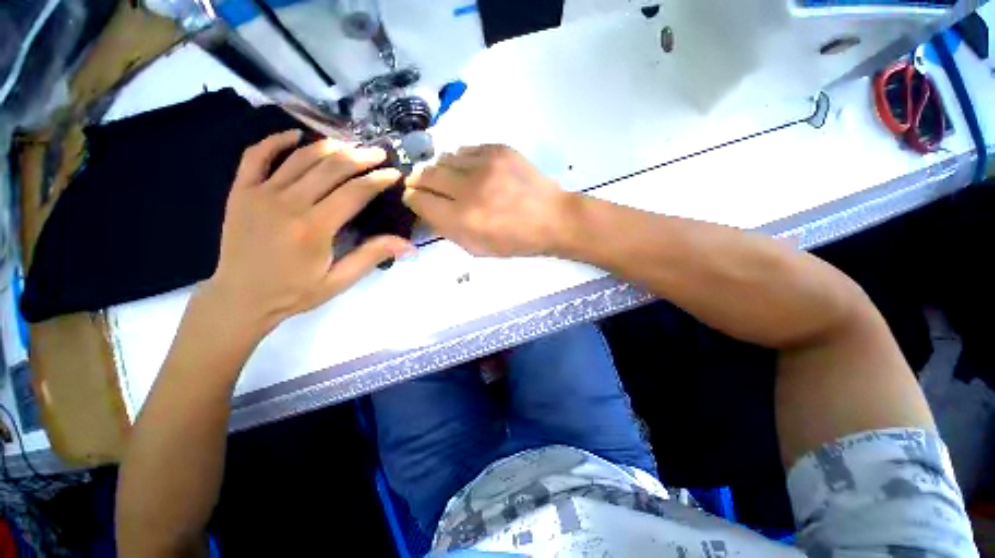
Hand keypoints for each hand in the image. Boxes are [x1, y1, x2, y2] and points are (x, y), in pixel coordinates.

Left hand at [204, 130, 412, 333]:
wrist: (240, 297)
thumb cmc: (294, 292)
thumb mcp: (339, 281)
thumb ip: (371, 256)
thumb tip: (408, 245)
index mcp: (314, 227)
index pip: (354, 192)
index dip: (378, 180)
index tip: (394, 173)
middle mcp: (288, 203)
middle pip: (330, 168)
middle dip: (360, 157)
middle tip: (379, 153)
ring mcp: (260, 193)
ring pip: (300, 158)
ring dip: (329, 147)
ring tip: (350, 145)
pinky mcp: (240, 190)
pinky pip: (255, 155)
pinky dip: (275, 141)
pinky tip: (295, 135)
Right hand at [403, 145, 570, 256]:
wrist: (552, 218)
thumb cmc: (516, 241)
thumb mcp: (478, 248)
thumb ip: (448, 230)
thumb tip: (427, 208)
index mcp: (464, 219)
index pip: (420, 200)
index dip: (412, 198)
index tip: (414, 198)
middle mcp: (469, 189)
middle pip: (427, 174)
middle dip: (420, 181)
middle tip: (426, 187)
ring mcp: (485, 165)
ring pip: (444, 158)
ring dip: (442, 170)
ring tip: (452, 181)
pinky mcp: (498, 149)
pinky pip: (465, 150)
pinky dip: (462, 161)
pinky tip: (471, 172)